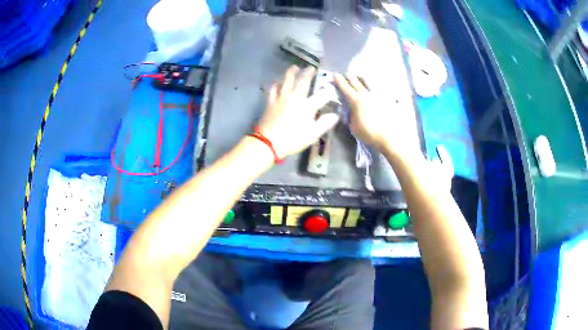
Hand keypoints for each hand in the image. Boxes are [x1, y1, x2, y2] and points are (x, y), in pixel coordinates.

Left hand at [258, 66, 339, 158]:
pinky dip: (277, 83)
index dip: (328, 91)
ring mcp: (281, 98)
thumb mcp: (312, 135)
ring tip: (295, 67)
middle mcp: (295, 97)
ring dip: (291, 72)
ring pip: (287, 80)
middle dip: (308, 73)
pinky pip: (273, 88)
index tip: (330, 88)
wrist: (268, 142)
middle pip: (303, 81)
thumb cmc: (292, 140)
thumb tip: (335, 115)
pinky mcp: (270, 101)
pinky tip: (278, 81)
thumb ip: (324, 123)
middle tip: (311, 68)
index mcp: (307, 106)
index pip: (322, 95)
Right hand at [334, 73, 419, 157]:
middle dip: (350, 77)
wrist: (390, 137)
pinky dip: (378, 87)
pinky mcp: (389, 99)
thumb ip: (351, 115)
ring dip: (363, 79)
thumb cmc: (369, 134)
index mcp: (356, 101)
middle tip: (347, 74)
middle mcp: (367, 94)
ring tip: (361, 77)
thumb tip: (350, 109)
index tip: (336, 75)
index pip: (346, 88)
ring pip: (370, 83)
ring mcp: (379, 95)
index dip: (340, 81)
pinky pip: (382, 89)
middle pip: (357, 82)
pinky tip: (378, 87)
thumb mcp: (354, 126)